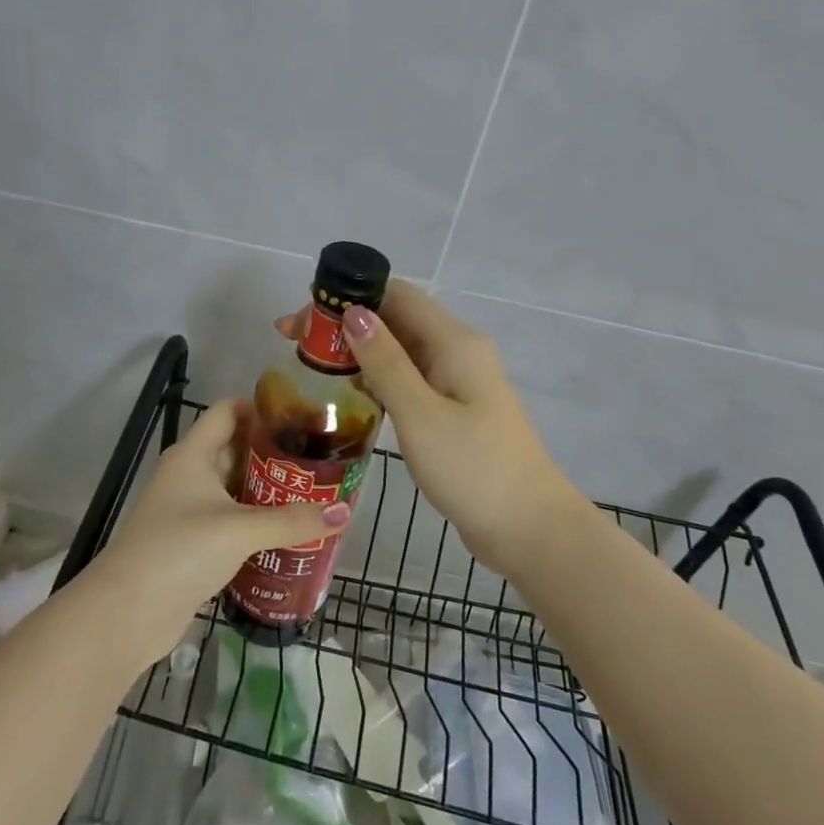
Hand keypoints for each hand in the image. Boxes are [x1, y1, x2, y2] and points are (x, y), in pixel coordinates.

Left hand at [93, 399, 348, 664]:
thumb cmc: (180, 550)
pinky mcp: (191, 543)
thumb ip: (292, 520)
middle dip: (273, 453)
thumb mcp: (239, 530)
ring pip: (233, 488)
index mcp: (192, 454)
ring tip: (313, 493)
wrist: (127, 612)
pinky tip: (288, 532)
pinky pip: (229, 521)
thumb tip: (344, 512)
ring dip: (267, 491)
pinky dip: (255, 522)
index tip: (303, 416)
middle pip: (234, 449)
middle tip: (319, 459)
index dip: (261, 408)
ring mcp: (187, 510)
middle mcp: (188, 475)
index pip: (227, 411)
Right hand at [278, 281, 590, 573]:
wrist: (530, 529)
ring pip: (400, 350)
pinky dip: (378, 379)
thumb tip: (354, 313)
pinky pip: (410, 379)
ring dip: (358, 352)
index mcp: (453, 342)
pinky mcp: (454, 410)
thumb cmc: (473, 469)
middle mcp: (457, 351)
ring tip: (312, 369)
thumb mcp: (420, 414)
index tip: (303, 320)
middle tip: (293, 345)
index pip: (395, 294)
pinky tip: (351, 396)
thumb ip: (385, 362)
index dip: (346, 297)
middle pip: (395, 319)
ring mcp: (458, 382)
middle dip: (345, 325)